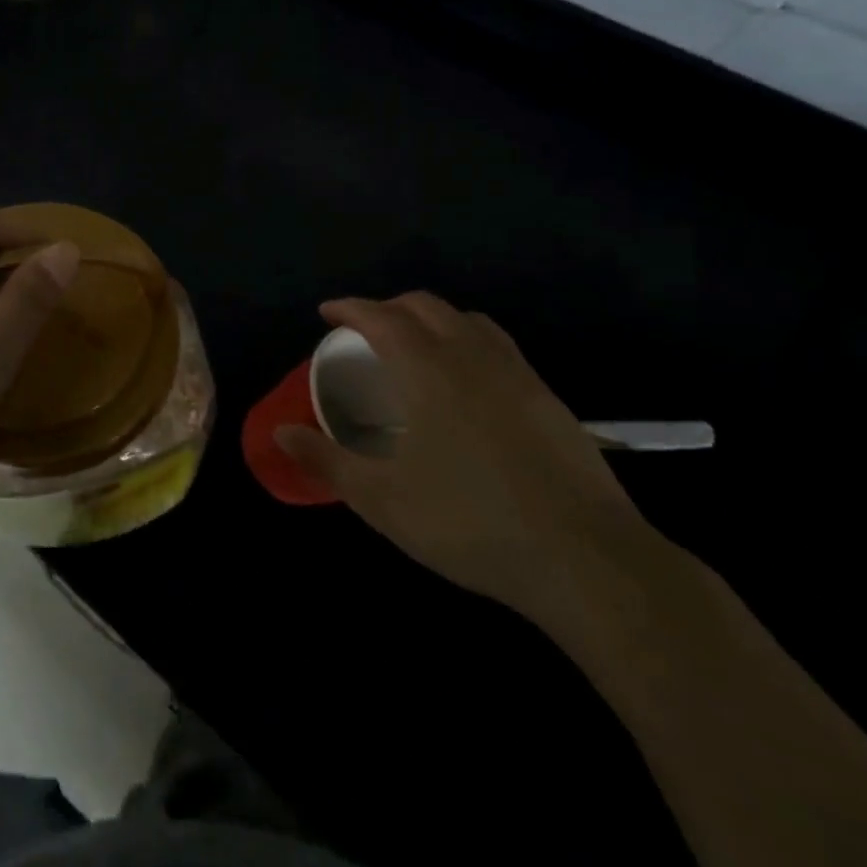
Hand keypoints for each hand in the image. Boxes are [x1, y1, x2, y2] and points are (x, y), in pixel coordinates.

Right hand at [276, 293, 658, 625]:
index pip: (381, 317)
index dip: (350, 308)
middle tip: (364, 329)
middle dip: (388, 307)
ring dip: (432, 319)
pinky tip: (467, 382)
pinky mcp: (549, 400)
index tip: (327, 312)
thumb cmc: (470, 522)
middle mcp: (472, 357)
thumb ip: (326, 461)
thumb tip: (280, 432)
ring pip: (468, 320)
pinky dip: (468, 341)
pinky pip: (499, 346)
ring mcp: (518, 375)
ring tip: (414, 345)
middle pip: (425, 307)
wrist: (587, 559)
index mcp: (428, 370)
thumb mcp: (382, 499)